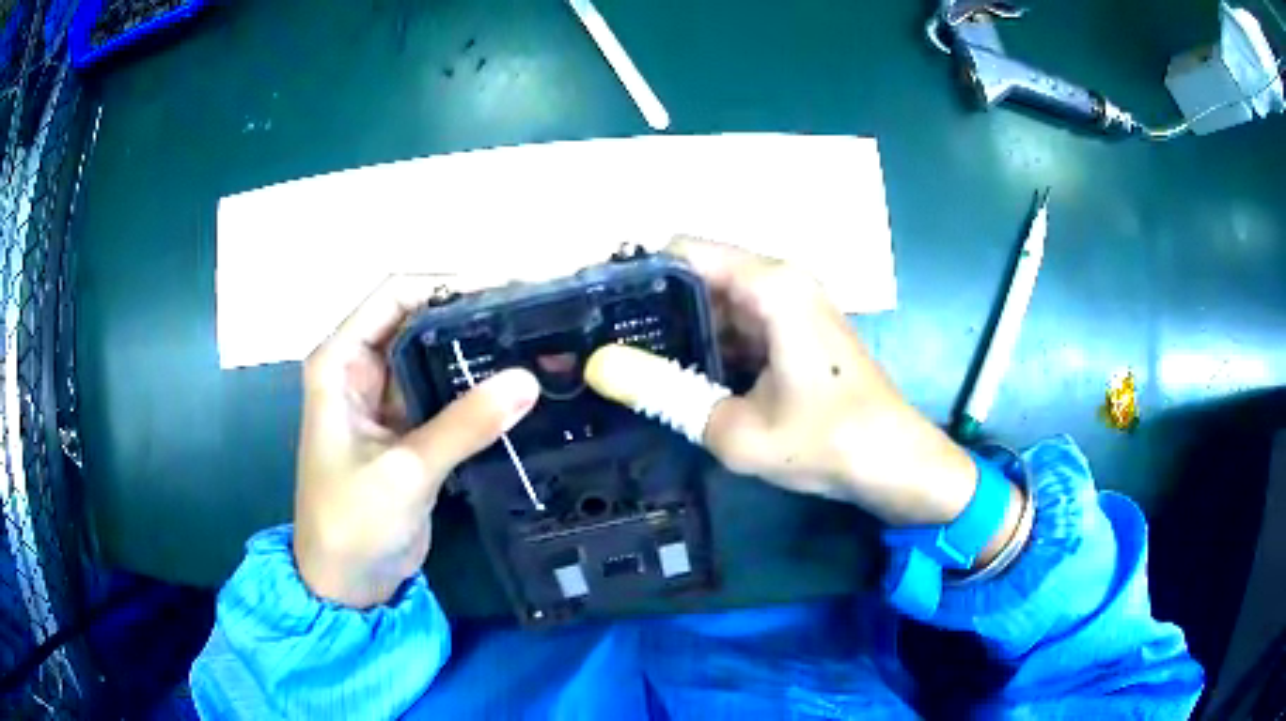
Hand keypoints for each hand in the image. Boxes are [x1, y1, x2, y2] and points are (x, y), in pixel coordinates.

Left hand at [294, 276, 539, 607]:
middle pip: (418, 319)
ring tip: (534, 341)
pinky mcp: (409, 428)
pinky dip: (475, 388)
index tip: (505, 287)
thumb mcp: (405, 472)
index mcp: (340, 362)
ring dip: (476, 350)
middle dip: (470, 313)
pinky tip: (516, 386)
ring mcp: (386, 399)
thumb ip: (463, 424)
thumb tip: (528, 379)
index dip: (446, 283)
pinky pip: (445, 393)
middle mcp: (360, 369)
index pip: (394, 295)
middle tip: (532, 314)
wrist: (346, 583)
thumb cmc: (351, 523)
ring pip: (435, 355)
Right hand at [586, 237, 994, 530]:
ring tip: (626, 357)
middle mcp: (780, 279)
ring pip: (716, 300)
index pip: (682, 250)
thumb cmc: (827, 443)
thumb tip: (597, 366)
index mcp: (770, 284)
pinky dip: (707, 343)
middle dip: (650, 303)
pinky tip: (676, 373)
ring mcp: (791, 304)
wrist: (896, 465)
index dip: (634, 270)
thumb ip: (664, 391)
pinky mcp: (796, 329)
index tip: (594, 303)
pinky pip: (738, 322)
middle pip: (698, 272)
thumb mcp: (735, 428)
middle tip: (600, 339)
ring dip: (677, 327)